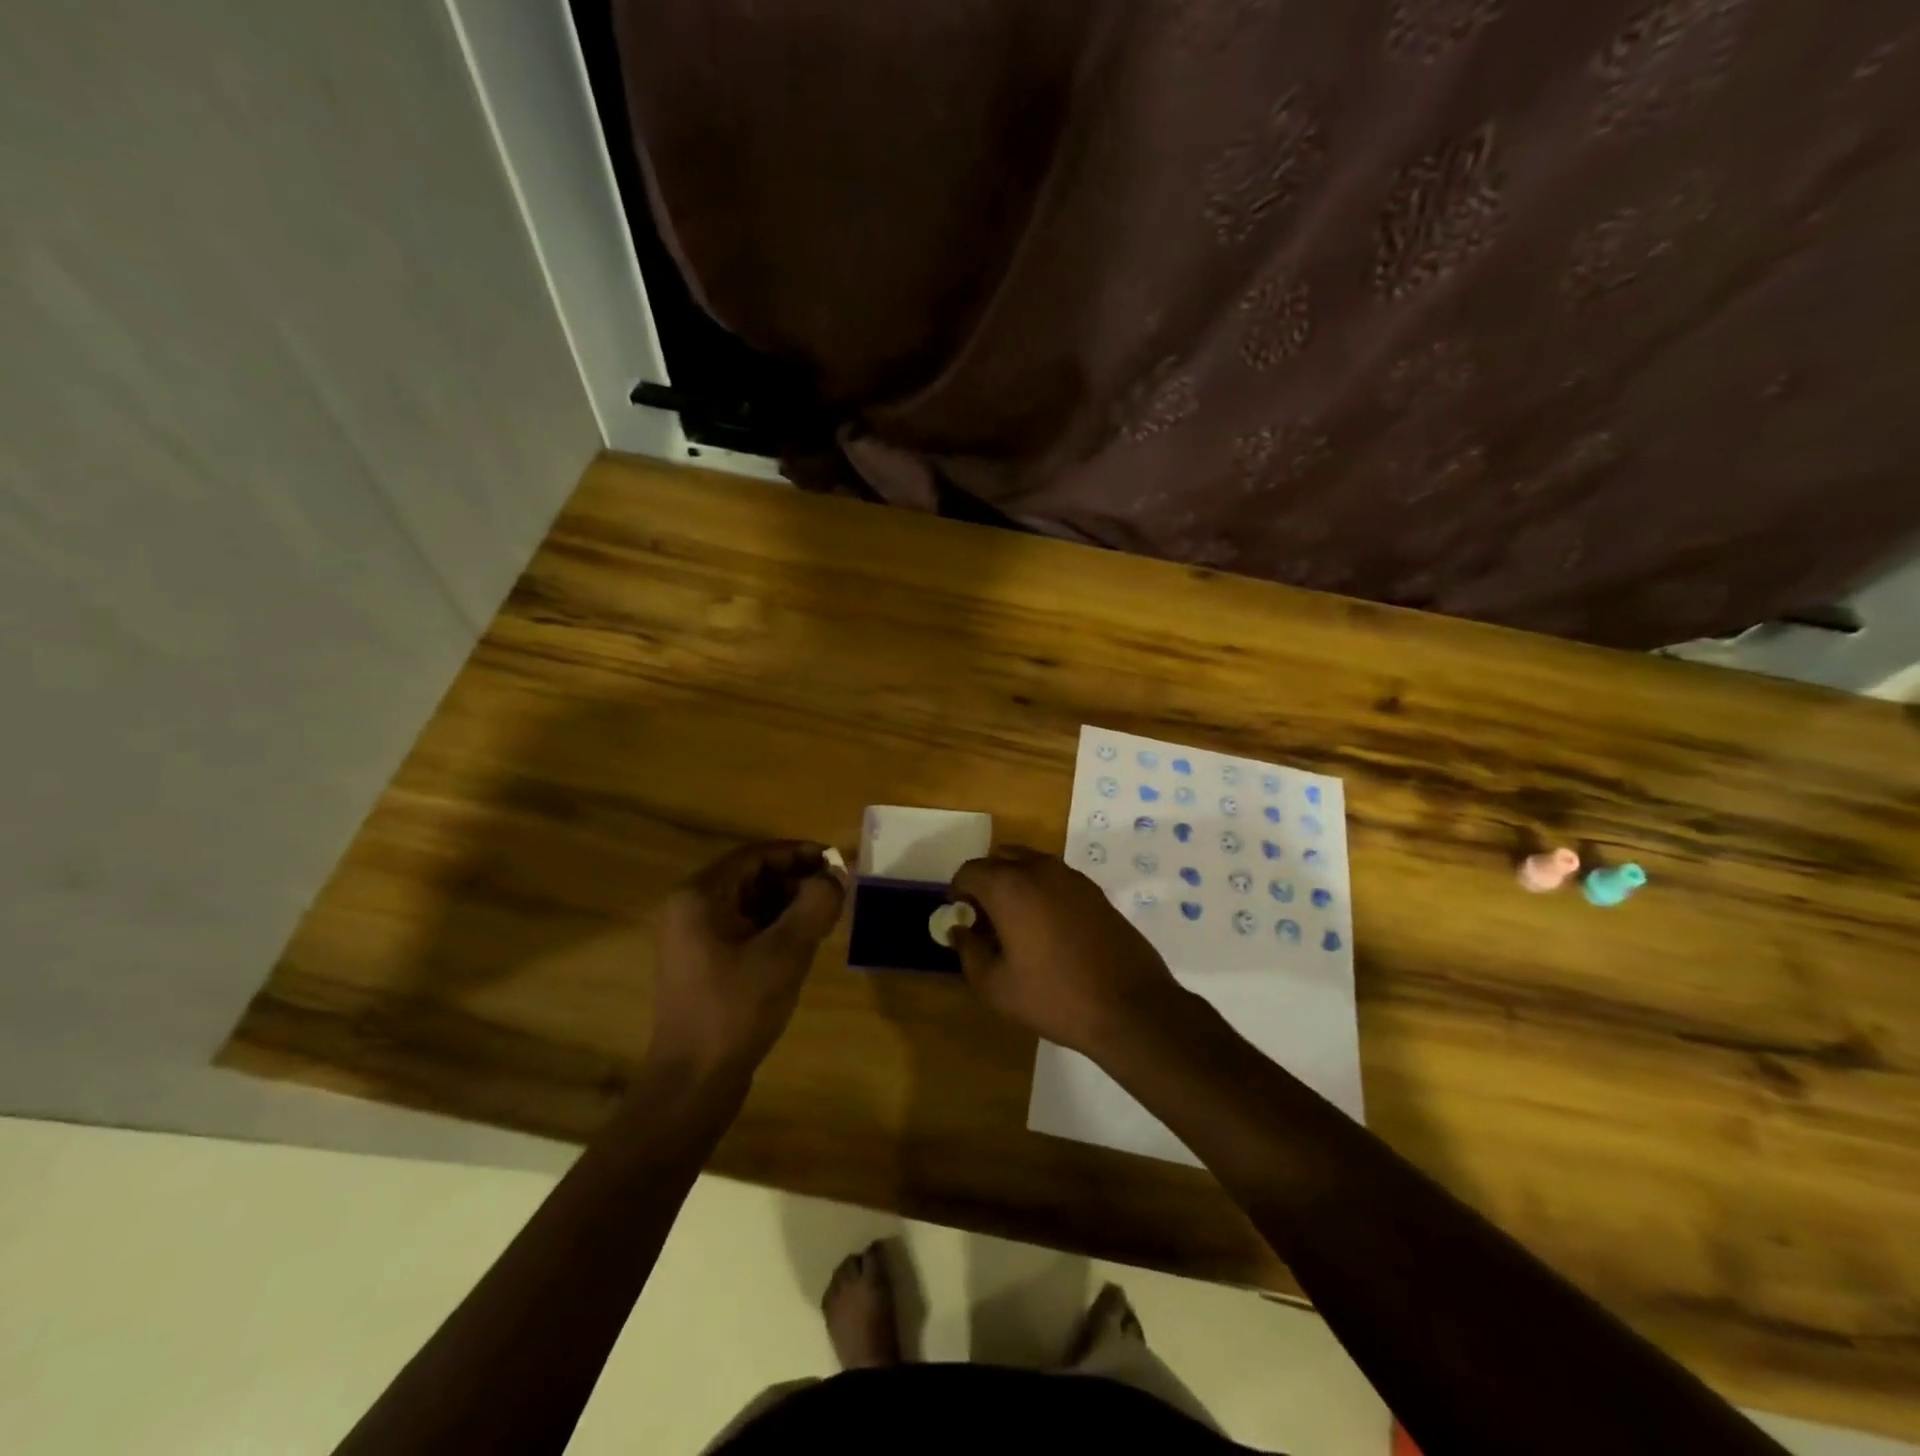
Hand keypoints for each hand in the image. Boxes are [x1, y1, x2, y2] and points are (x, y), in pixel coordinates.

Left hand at [649, 840, 846, 1082]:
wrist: (694, 1082)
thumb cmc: (736, 1009)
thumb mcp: (785, 952)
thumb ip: (815, 905)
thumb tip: (835, 876)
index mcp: (699, 897)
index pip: (755, 855)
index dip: (798, 853)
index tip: (835, 862)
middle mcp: (689, 909)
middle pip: (751, 877)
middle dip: (796, 880)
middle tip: (835, 892)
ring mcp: (693, 939)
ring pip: (749, 904)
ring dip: (788, 904)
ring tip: (825, 916)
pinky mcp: (703, 964)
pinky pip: (743, 929)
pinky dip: (774, 927)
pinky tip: (802, 943)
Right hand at [947, 847, 1189, 1058]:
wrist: (1130, 1006)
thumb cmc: (1054, 996)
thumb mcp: (995, 986)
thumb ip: (969, 952)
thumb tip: (959, 930)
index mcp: (1009, 886)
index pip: (970, 870)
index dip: (957, 891)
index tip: (958, 916)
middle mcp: (1040, 869)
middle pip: (1000, 858)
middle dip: (986, 881)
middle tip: (984, 917)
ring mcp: (1072, 877)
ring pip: (1030, 864)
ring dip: (1014, 882)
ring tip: (1014, 923)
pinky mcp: (1095, 891)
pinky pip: (1055, 878)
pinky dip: (1041, 890)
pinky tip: (1047, 928)